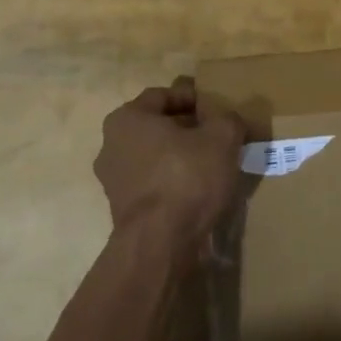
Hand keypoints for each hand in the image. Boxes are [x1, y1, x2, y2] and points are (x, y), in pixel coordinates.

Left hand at [94, 78, 244, 268]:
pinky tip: (197, 191)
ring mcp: (113, 181)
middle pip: (156, 127)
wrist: (159, 244)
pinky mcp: (122, 210)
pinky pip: (152, 185)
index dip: (192, 98)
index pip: (162, 96)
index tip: (215, 109)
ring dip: (179, 157)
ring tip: (210, 165)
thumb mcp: (221, 139)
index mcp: (127, 118)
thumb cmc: (186, 177)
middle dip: (186, 129)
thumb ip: (228, 120)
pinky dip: (172, 183)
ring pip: (153, 157)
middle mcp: (111, 145)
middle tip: (215, 135)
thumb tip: (230, 121)